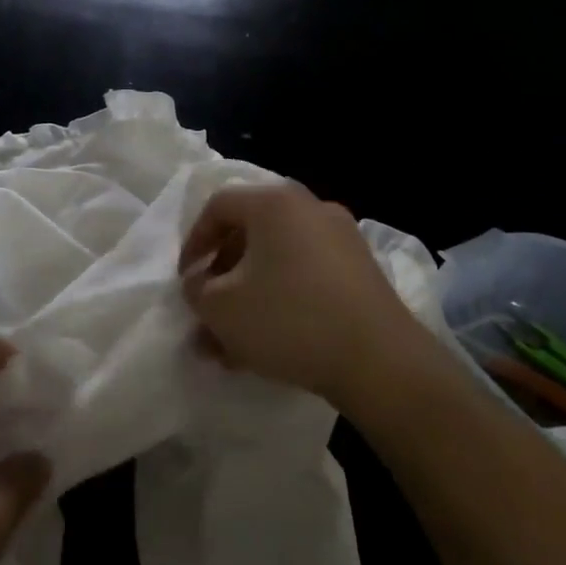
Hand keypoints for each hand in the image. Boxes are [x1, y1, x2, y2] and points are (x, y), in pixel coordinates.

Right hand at [179, 182, 427, 412]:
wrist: (379, 361)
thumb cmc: (288, 320)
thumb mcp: (221, 308)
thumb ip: (196, 289)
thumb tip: (200, 283)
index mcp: (274, 203)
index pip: (218, 206)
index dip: (193, 242)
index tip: (186, 280)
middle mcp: (310, 209)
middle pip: (250, 234)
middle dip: (223, 276)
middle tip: (208, 311)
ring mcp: (342, 239)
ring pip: (278, 261)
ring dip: (249, 296)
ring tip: (231, 343)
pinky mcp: (362, 272)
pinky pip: (306, 277)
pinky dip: (282, 301)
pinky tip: (268, 345)